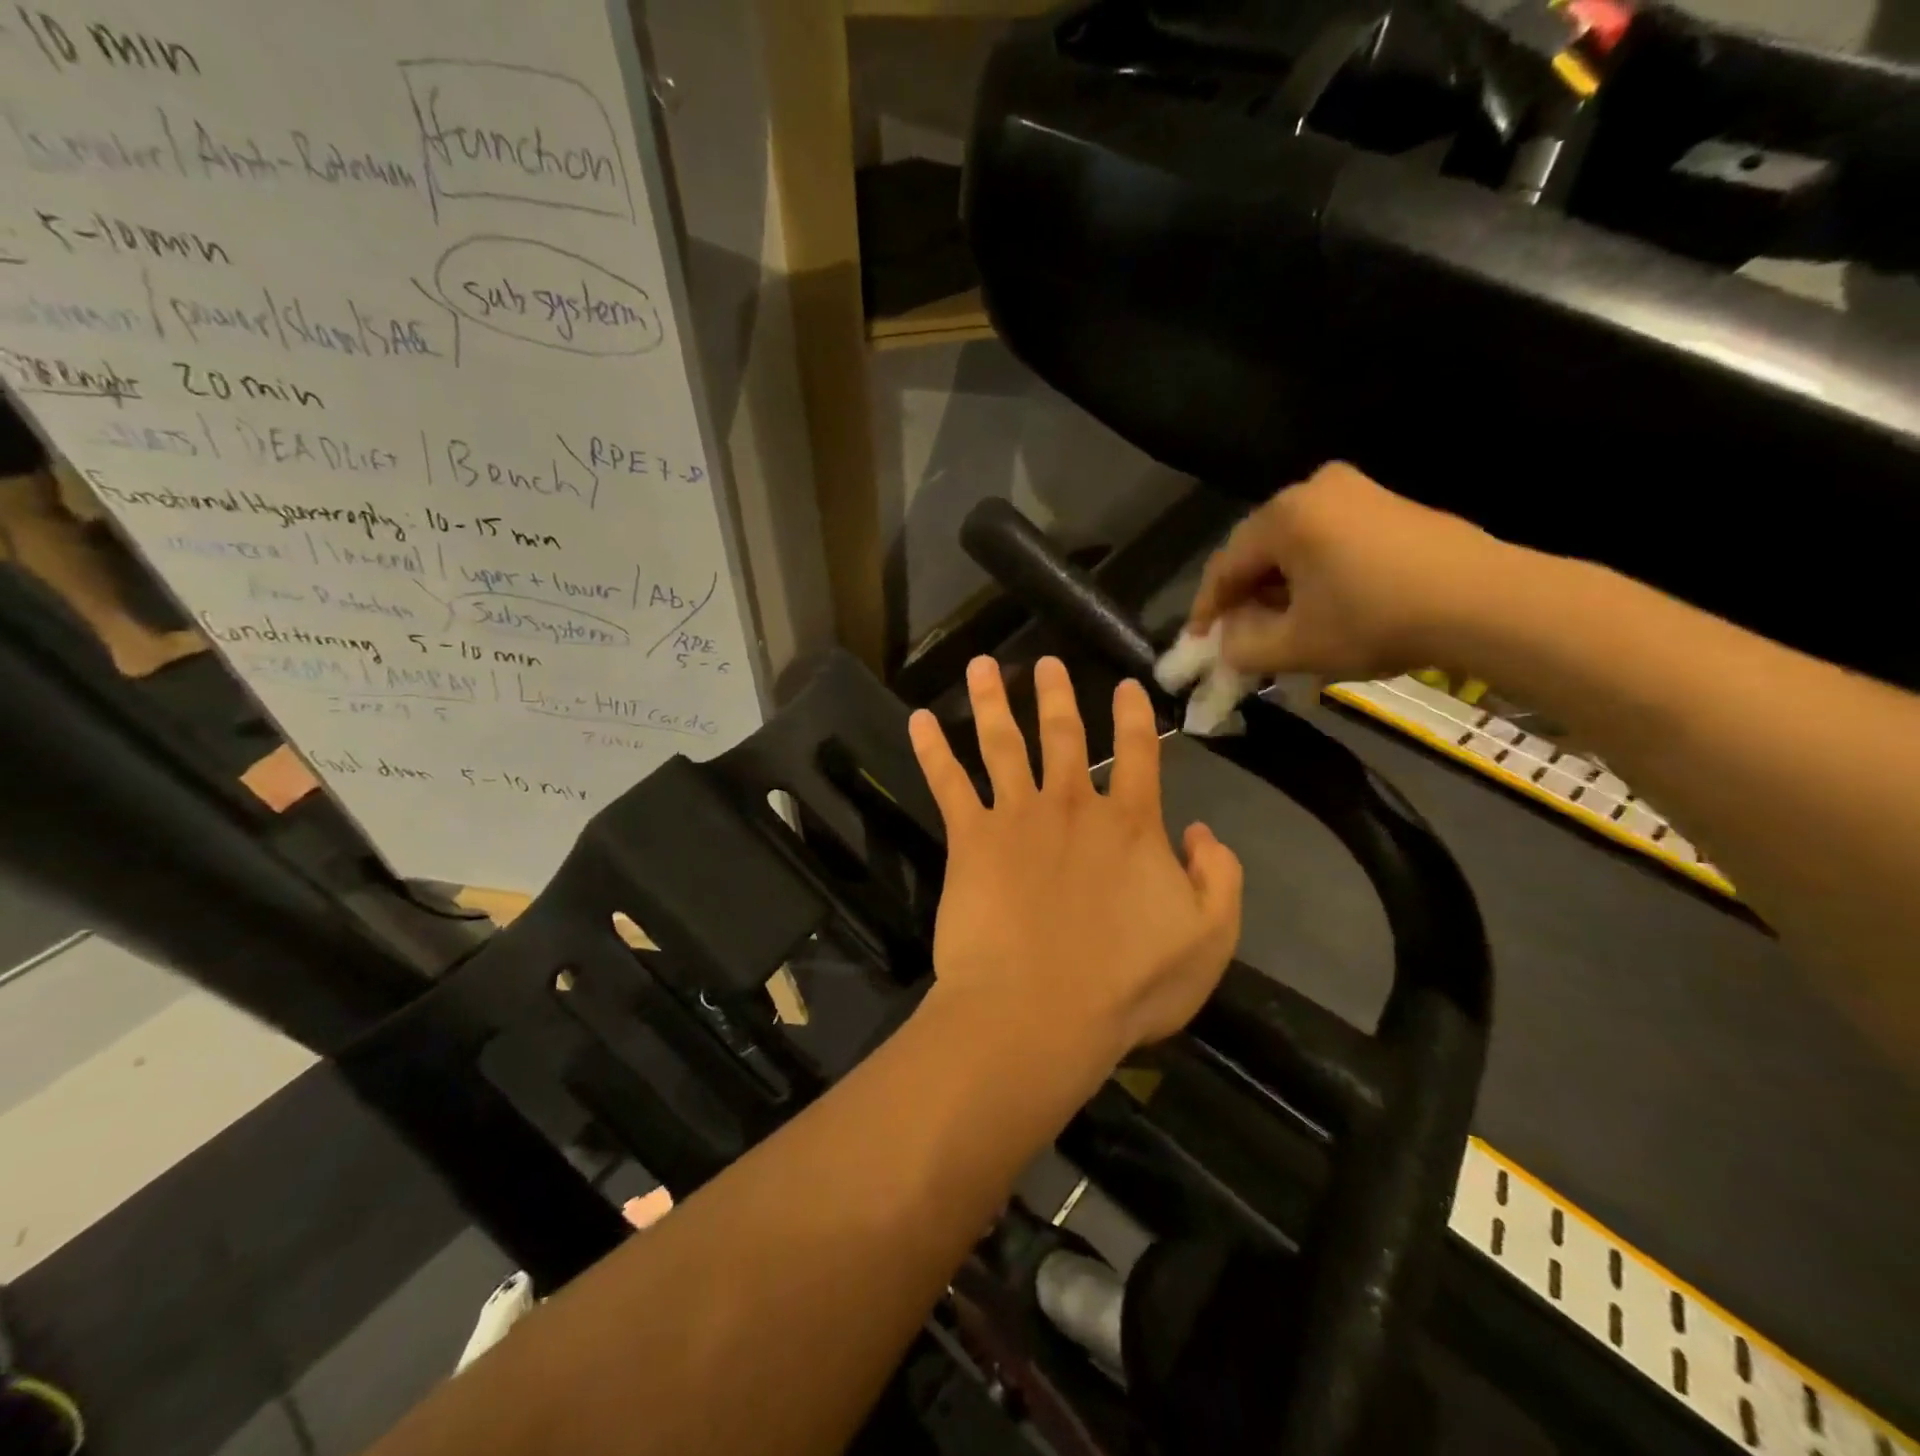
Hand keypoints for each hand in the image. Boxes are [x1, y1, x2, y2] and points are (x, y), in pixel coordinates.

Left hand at [908, 656, 1243, 1073]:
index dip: (1135, 716)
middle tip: (1048, 661)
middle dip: (1057, 694)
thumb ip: (1219, 880)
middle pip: (1064, 734)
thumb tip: (1202, 832)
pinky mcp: (970, 838)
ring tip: (983, 666)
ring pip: (1002, 742)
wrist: (1039, 1012)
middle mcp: (1073, 805)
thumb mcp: (1209, 941)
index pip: (1139, 754)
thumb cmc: (1127, 986)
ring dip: (992, 700)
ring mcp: (1016, 816)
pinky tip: (918, 720)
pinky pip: (947, 783)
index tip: (1127, 685)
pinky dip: (931, 749)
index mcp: (1131, 824)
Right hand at [1188, 462, 1504, 681]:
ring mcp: (1357, 491)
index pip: (1224, 566)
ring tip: (1280, 629)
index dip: (1206, 610)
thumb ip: (1241, 647)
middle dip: (1244, 598)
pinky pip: (1328, 540)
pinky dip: (1313, 575)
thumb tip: (1226, 642)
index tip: (1198, 645)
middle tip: (1239, 638)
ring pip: (1294, 547)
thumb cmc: (1375, 620)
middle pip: (1258, 551)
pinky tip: (1320, 607)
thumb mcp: (1295, 646)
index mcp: (1283, 515)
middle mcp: (1314, 488)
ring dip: (1279, 589)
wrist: (1488, 602)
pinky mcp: (1389, 505)